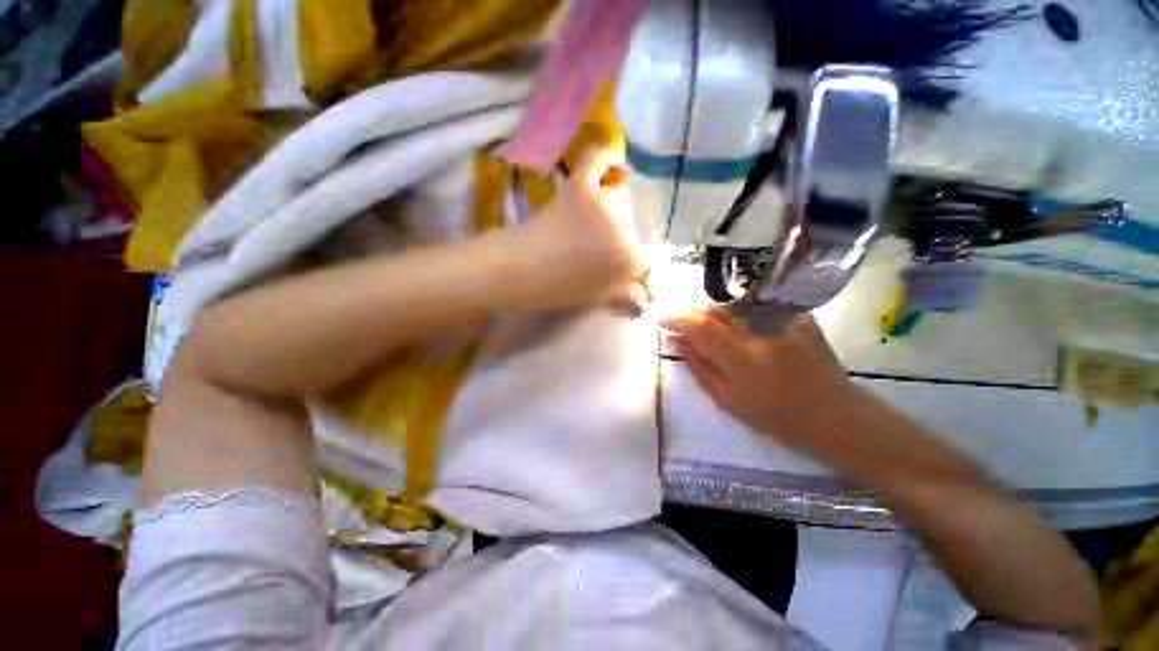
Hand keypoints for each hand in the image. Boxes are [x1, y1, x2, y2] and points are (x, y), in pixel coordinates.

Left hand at [502, 145, 647, 311]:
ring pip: (620, 196)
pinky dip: (606, 157)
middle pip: (633, 225)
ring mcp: (602, 203)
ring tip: (596, 219)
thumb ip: (624, 292)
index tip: (629, 272)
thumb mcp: (597, 297)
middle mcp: (623, 227)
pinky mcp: (579, 187)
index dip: (637, 266)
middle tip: (603, 247)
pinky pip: (598, 161)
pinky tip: (614, 159)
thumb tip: (642, 291)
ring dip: (613, 208)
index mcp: (628, 258)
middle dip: (622, 237)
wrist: (519, 270)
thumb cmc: (557, 290)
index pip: (646, 259)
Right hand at [662, 308, 858, 447]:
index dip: (676, 319)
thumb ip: (698, 367)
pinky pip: (758, 308)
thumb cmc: (776, 418)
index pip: (699, 328)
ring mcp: (783, 323)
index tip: (660, 316)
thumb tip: (675, 342)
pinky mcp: (799, 317)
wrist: (835, 417)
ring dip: (711, 311)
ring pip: (734, 307)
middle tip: (677, 316)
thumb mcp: (728, 400)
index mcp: (741, 359)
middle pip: (715, 311)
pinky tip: (734, 322)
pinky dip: (739, 313)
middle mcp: (762, 334)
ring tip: (700, 319)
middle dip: (691, 310)